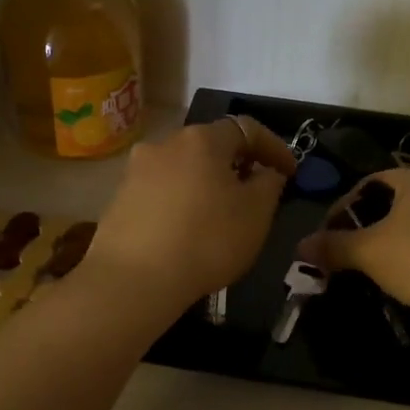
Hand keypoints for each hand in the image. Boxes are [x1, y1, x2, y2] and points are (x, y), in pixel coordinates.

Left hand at [83, 116, 296, 310]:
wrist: (133, 280)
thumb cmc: (206, 240)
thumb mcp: (256, 215)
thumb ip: (269, 185)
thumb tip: (266, 172)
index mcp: (202, 139)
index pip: (247, 129)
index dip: (274, 148)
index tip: (291, 172)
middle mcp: (165, 144)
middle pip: (210, 146)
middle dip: (236, 165)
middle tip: (255, 193)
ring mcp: (136, 171)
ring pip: (183, 169)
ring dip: (205, 184)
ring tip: (219, 214)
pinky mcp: (118, 200)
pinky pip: (161, 193)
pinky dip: (180, 203)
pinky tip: (187, 231)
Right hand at [297, 166, 409, 322]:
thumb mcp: (369, 253)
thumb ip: (333, 246)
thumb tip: (300, 246)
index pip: (369, 183)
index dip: (342, 208)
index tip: (328, 235)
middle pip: (396, 201)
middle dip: (369, 226)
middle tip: (350, 252)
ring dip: (396, 241)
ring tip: (379, 268)